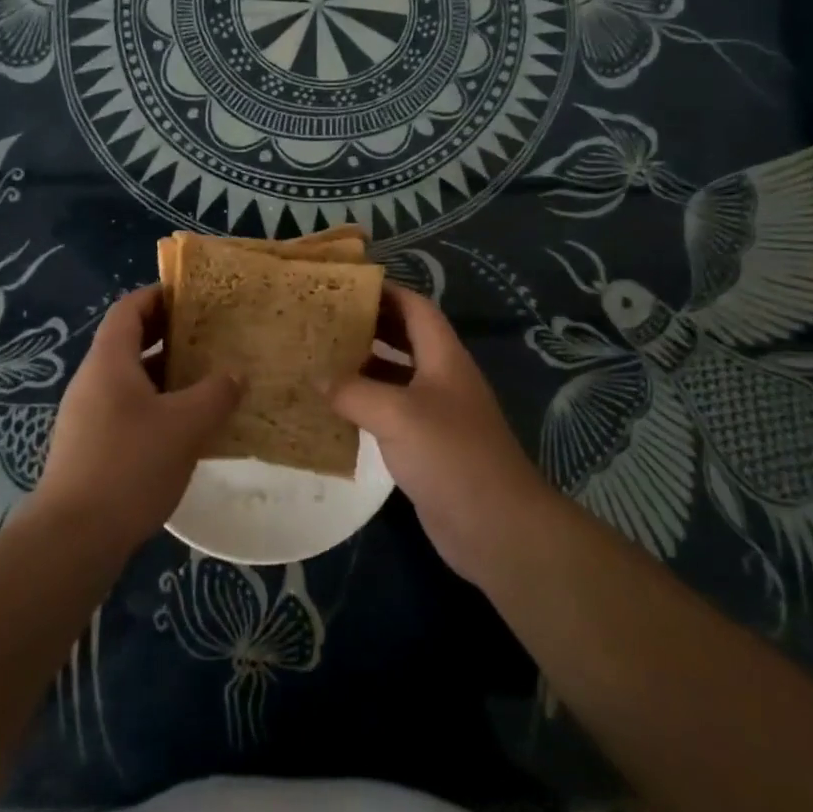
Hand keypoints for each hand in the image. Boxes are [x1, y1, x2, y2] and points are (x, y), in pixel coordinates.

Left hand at [32, 284, 242, 549]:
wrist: (73, 539)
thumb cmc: (130, 466)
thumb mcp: (185, 426)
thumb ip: (215, 394)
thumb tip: (235, 374)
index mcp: (109, 362)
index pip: (129, 309)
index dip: (159, 295)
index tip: (194, 295)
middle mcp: (93, 380)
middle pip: (129, 341)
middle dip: (169, 334)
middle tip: (210, 335)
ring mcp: (87, 415)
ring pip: (131, 378)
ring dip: (166, 373)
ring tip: (207, 378)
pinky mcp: (90, 446)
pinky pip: (127, 409)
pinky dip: (157, 405)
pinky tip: (186, 427)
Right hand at [329, 283, 555, 584]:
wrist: (495, 526)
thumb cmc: (451, 455)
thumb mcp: (397, 415)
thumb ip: (354, 392)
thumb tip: (317, 376)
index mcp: (443, 357)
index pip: (415, 307)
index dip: (385, 291)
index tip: (344, 286)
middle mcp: (442, 377)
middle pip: (404, 337)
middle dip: (368, 325)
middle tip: (324, 320)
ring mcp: (436, 412)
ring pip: (395, 375)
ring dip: (363, 365)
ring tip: (321, 357)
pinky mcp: (427, 445)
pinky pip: (391, 412)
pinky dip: (365, 404)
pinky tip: (335, 408)